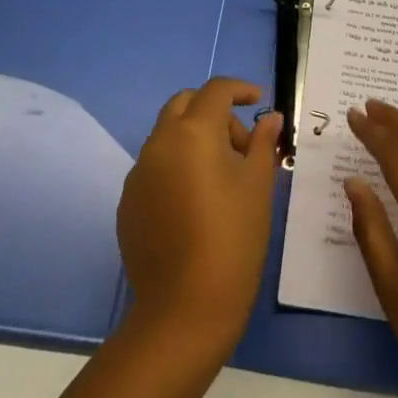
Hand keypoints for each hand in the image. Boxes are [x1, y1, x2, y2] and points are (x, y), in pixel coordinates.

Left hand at [116, 77, 281, 357]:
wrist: (185, 308)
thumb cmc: (233, 238)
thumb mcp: (258, 186)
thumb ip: (262, 143)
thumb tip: (270, 118)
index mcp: (193, 132)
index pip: (216, 90)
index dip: (240, 89)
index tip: (259, 102)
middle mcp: (159, 142)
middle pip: (184, 104)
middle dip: (213, 111)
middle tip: (241, 143)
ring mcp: (138, 173)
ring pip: (167, 135)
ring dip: (194, 139)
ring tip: (223, 178)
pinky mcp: (128, 202)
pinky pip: (155, 167)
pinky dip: (177, 167)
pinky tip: (196, 203)